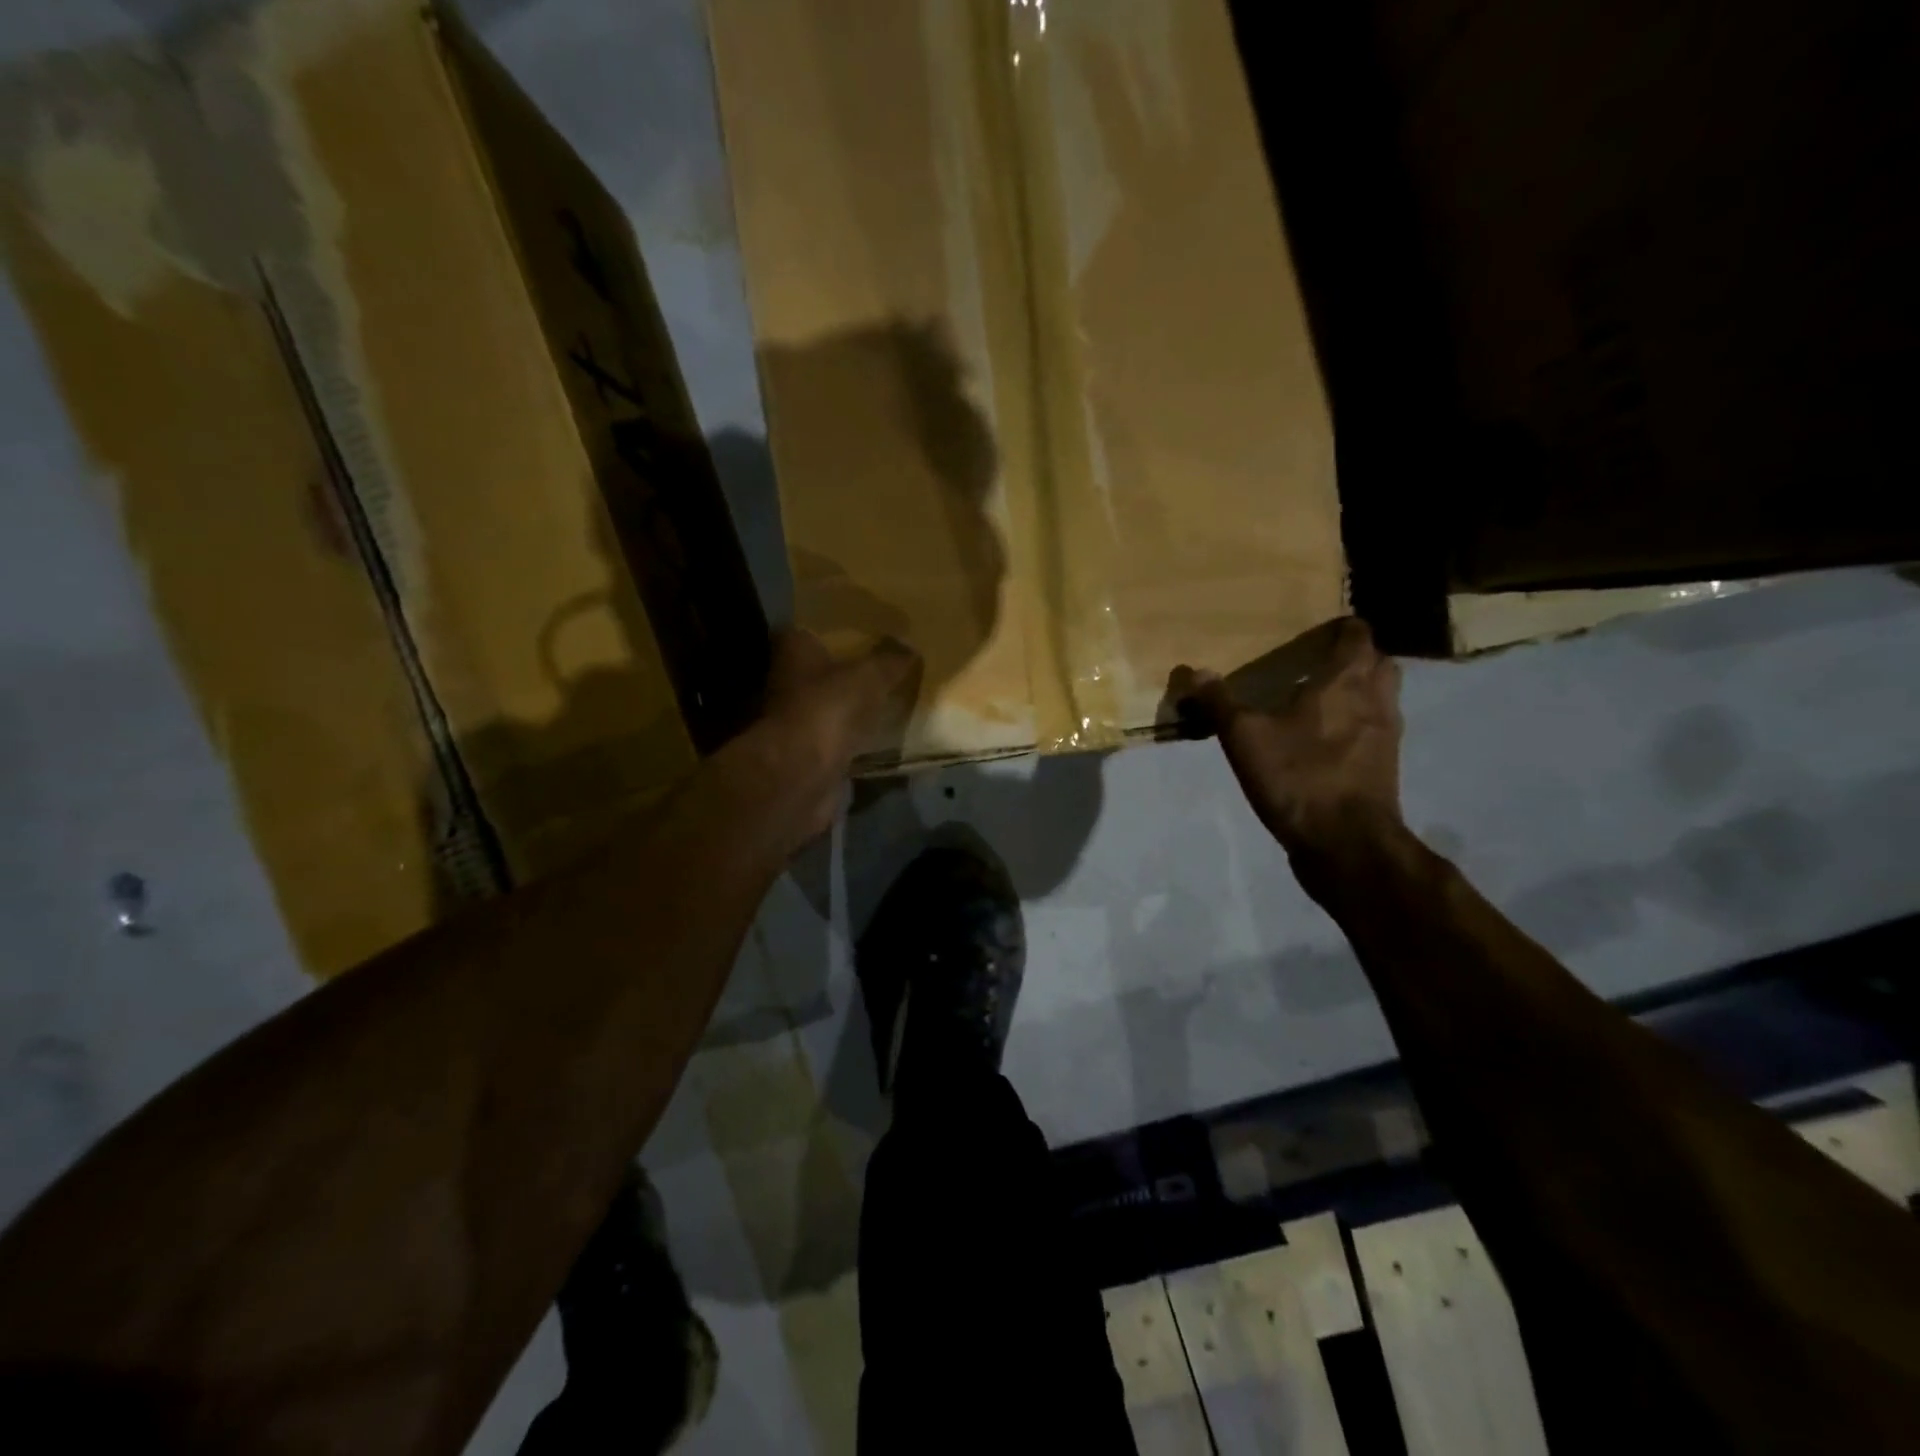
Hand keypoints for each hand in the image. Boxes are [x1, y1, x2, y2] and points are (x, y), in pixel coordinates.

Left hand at [751, 629, 921, 846]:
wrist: (804, 774)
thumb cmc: (830, 708)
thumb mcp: (871, 675)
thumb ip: (890, 660)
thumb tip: (909, 646)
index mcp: (795, 651)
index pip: (812, 632)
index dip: (838, 633)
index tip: (868, 636)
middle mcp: (787, 683)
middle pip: (821, 673)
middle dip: (847, 674)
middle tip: (886, 671)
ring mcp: (795, 722)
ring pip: (830, 709)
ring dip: (852, 711)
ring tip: (890, 705)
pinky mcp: (808, 755)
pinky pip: (839, 741)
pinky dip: (855, 742)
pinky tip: (881, 739)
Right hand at [1172, 617, 1403, 856]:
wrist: (1346, 843)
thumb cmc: (1299, 777)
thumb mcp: (1245, 737)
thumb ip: (1220, 702)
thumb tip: (1195, 672)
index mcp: (1345, 682)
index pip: (1358, 636)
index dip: (1343, 628)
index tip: (1322, 628)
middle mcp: (1375, 701)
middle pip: (1379, 664)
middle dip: (1357, 658)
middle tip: (1322, 663)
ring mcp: (1386, 736)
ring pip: (1382, 698)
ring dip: (1361, 692)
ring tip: (1323, 700)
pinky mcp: (1384, 768)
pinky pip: (1375, 731)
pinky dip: (1358, 725)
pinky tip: (1326, 742)